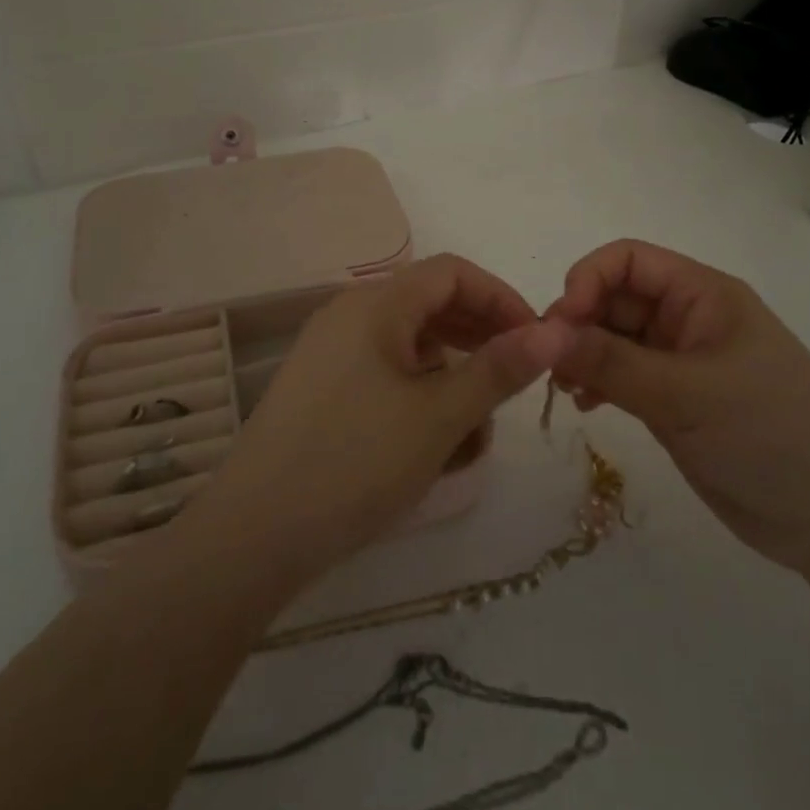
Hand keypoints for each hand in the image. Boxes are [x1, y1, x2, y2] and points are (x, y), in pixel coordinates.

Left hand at [191, 254, 573, 589]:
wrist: (253, 537)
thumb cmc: (355, 462)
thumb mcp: (440, 416)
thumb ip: (499, 369)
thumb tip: (556, 330)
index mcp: (375, 304)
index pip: (453, 273)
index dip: (501, 298)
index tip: (536, 342)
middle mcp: (350, 316)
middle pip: (431, 306)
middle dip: (480, 341)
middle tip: (515, 384)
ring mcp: (331, 354)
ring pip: (410, 348)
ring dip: (452, 379)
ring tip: (476, 431)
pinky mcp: (322, 392)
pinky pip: (384, 377)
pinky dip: (418, 399)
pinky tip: (434, 446)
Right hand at [547, 239, 809, 572]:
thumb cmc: (772, 435)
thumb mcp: (687, 395)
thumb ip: (612, 362)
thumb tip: (544, 334)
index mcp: (702, 295)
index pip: (628, 260)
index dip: (587, 280)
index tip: (559, 326)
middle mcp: (689, 319)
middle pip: (616, 298)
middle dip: (579, 322)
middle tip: (550, 366)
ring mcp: (682, 362)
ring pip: (615, 339)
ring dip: (584, 354)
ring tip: (566, 389)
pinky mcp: (676, 403)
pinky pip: (623, 377)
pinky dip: (598, 383)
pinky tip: (586, 406)